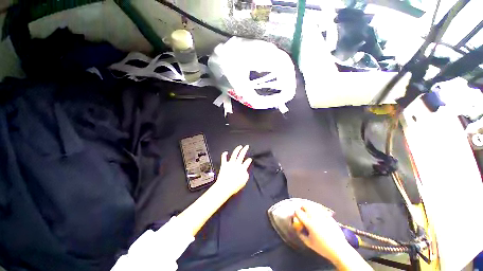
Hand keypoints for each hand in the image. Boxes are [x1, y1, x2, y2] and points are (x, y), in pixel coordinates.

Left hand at [214, 145, 252, 196]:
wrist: (224, 187)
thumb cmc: (234, 186)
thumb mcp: (243, 182)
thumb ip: (246, 175)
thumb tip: (245, 171)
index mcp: (242, 168)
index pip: (247, 162)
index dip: (249, 160)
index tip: (250, 159)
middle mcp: (236, 164)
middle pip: (241, 155)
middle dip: (245, 149)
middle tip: (246, 146)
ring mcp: (230, 163)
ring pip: (234, 154)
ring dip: (237, 149)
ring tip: (240, 146)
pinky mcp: (224, 165)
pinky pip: (224, 158)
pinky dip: (224, 154)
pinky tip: (226, 152)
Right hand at [294, 204, 349, 262]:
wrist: (340, 249)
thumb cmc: (323, 248)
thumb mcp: (309, 243)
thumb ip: (301, 234)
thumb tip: (297, 228)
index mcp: (309, 223)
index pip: (298, 212)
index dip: (295, 212)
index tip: (296, 215)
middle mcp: (315, 217)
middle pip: (305, 205)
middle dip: (302, 207)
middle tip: (302, 212)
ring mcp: (323, 215)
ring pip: (313, 206)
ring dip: (309, 208)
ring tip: (309, 213)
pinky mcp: (329, 216)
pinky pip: (321, 210)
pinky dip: (317, 210)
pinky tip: (318, 216)